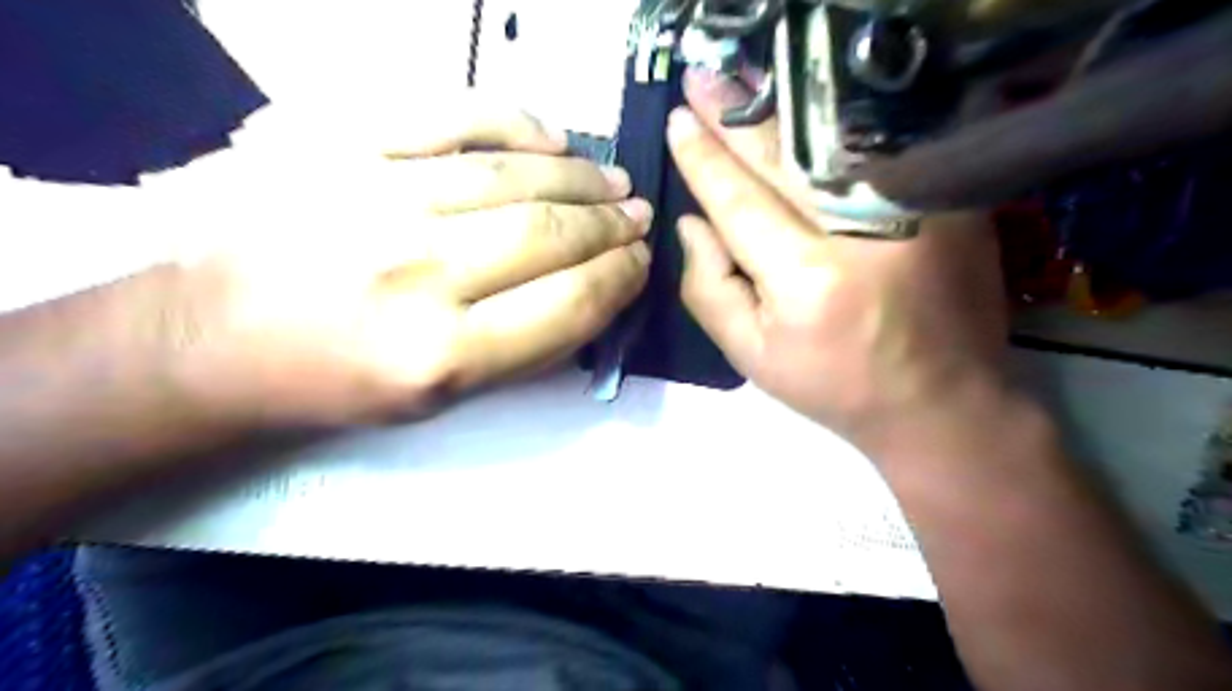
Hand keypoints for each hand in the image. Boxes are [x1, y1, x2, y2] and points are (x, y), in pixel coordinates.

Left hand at [162, 105, 654, 426]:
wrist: (211, 336)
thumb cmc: (335, 380)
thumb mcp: (441, 398)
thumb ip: (527, 349)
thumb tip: (594, 292)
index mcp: (442, 355)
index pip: (569, 302)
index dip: (620, 278)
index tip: (641, 262)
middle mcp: (416, 273)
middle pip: (550, 234)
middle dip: (611, 226)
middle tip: (637, 217)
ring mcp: (374, 196)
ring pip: (514, 175)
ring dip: (581, 177)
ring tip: (612, 181)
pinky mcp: (337, 141)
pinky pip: (450, 114)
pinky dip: (515, 122)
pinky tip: (552, 138)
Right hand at [672, 66, 1009, 450]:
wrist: (944, 402)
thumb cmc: (834, 386)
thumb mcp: (751, 354)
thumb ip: (708, 288)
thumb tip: (690, 221)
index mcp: (807, 280)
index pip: (739, 201)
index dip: (703, 159)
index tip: (676, 121)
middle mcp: (863, 231)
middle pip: (783, 158)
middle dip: (734, 118)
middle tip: (698, 82)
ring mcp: (916, 208)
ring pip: (830, 142)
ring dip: (779, 110)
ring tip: (738, 84)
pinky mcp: (949, 200)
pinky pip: (877, 150)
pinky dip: (832, 127)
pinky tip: (801, 110)